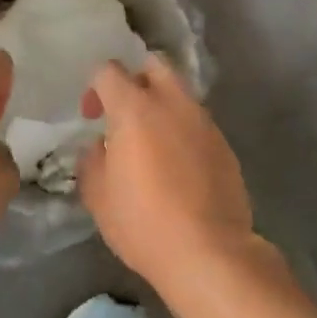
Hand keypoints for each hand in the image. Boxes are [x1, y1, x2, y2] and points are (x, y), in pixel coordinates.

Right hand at [77, 57, 254, 286]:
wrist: (208, 252)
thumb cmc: (143, 222)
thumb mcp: (98, 195)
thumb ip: (92, 160)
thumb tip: (100, 146)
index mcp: (135, 109)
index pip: (109, 71)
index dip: (95, 88)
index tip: (92, 117)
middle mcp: (173, 104)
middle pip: (155, 65)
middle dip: (135, 79)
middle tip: (124, 114)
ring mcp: (204, 122)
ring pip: (180, 93)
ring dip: (162, 105)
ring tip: (151, 143)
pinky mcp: (225, 145)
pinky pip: (198, 122)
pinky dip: (182, 130)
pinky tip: (176, 165)